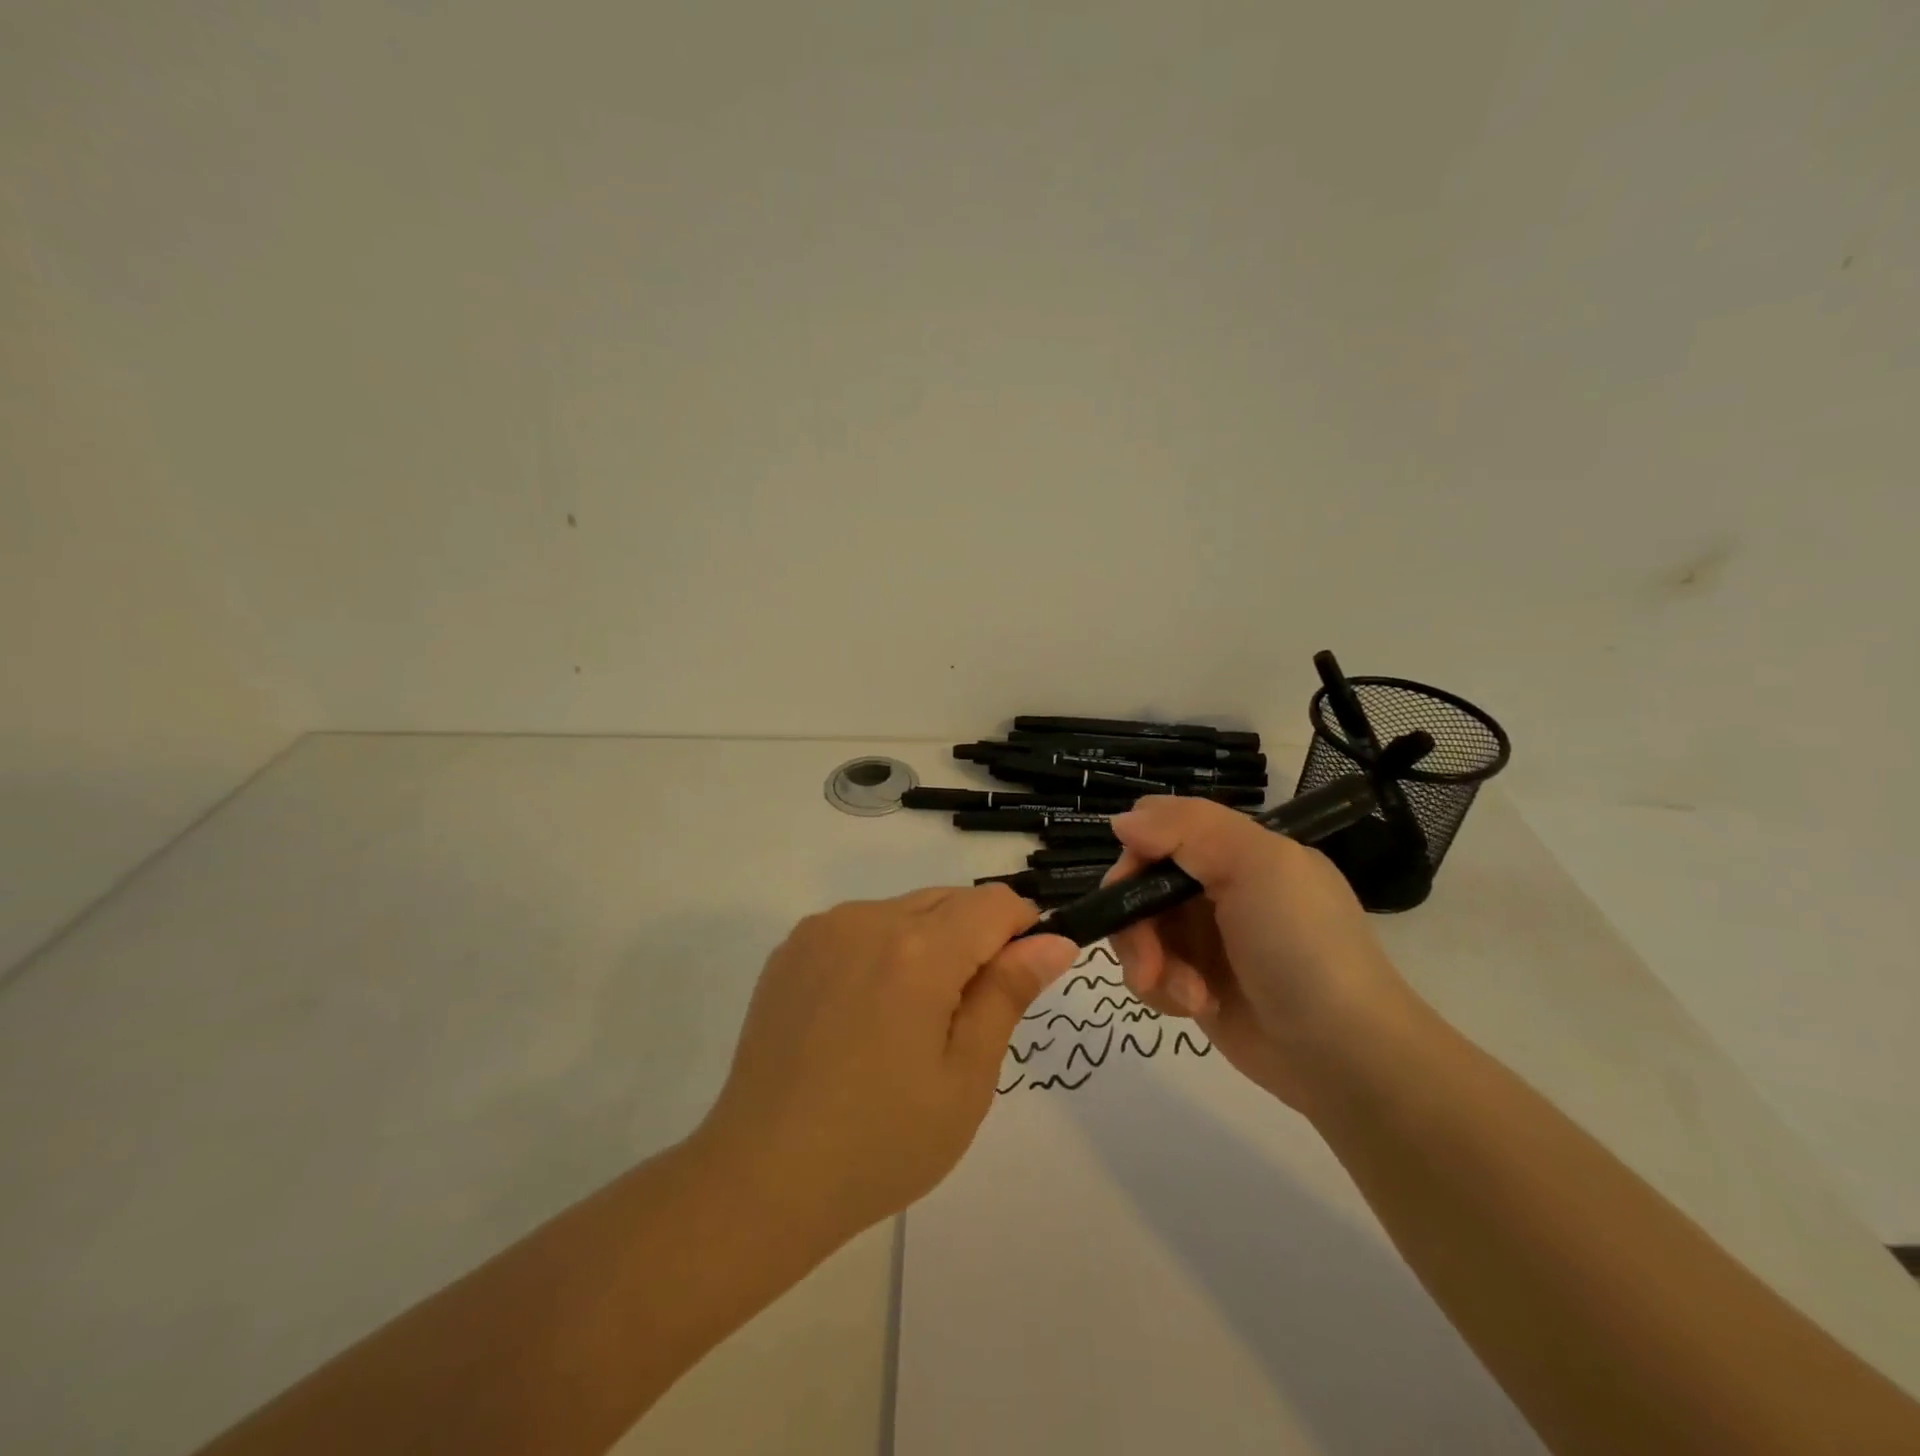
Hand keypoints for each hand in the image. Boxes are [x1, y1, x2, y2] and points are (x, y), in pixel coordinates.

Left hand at [693, 886, 1078, 1246]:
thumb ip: (1009, 993)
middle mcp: (869, 919)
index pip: (995, 903)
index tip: (1020, 977)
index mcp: (919, 950)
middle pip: (949, 900)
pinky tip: (863, 1015)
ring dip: (927, 943)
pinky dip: (881, 951)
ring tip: (908, 1022)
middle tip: (963, 1016)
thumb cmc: (882, 1141)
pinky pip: (859, 927)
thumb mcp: (966, 1077)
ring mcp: (823, 930)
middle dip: (975, 938)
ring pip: (904, 911)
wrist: (761, 1177)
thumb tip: (1054, 940)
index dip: (1022, 930)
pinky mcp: (791, 949)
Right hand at [1106, 797, 1418, 1109]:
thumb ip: (1187, 829)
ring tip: (1186, 994)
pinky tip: (1196, 1007)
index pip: (1161, 829)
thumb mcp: (1258, 866)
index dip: (1137, 854)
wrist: (1345, 1055)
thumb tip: (1120, 820)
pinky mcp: (1196, 983)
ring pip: (1137, 929)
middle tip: (1148, 960)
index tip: (1131, 887)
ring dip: (1149, 961)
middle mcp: (1217, 887)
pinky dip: (1162, 988)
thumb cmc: (1303, 947)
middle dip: (1134, 921)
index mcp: (1238, 849)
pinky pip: (1150, 971)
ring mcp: (1206, 938)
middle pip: (1139, 883)